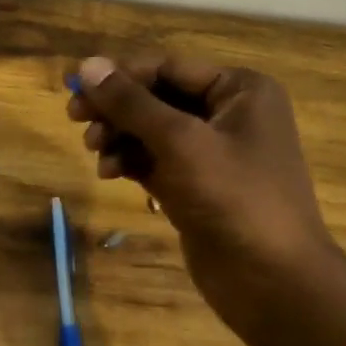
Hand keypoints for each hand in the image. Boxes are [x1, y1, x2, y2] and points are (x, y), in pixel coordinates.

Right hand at [67, 54, 339, 311]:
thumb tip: (87, 65)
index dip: (120, 74)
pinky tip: (109, 174)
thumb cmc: (233, 198)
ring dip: (119, 137)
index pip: (168, 67)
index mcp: (240, 90)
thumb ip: (132, 103)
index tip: (74, 87)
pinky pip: (154, 161)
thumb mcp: (179, 142)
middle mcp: (228, 114)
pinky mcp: (196, 186)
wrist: (270, 280)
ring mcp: (212, 153)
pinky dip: (130, 162)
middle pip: (157, 97)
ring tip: (95, 153)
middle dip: (116, 108)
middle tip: (74, 118)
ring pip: (151, 131)